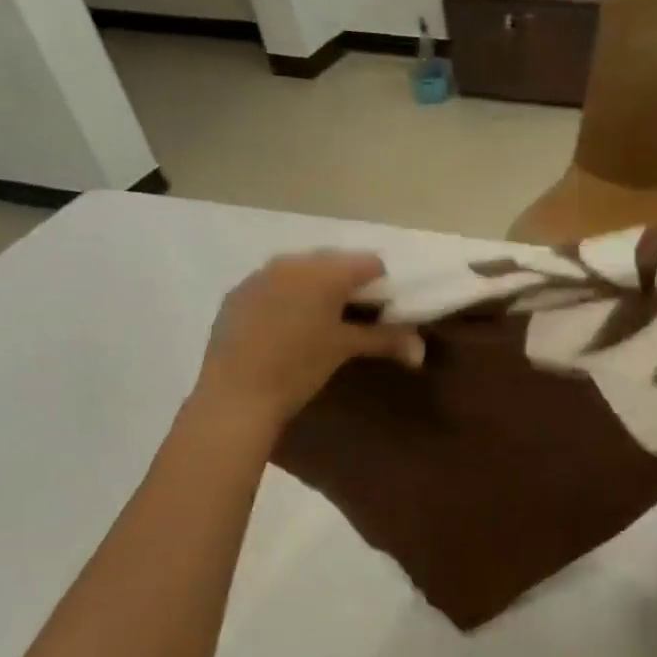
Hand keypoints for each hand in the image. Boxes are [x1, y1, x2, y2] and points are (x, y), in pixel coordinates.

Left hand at [195, 251, 421, 424]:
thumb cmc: (299, 367)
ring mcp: (260, 275)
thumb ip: (386, 340)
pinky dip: (290, 298)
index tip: (385, 312)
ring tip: (322, 323)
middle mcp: (292, 262)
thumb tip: (421, 350)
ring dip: (318, 290)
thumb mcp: (345, 349)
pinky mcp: (238, 293)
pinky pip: (275, 285)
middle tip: (357, 318)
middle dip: (350, 285)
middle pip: (335, 263)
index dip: (384, 286)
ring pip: (303, 272)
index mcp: (324, 271)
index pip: (370, 263)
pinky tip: (288, 328)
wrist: (234, 395)